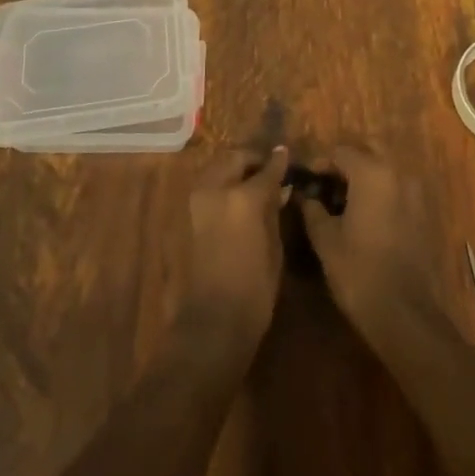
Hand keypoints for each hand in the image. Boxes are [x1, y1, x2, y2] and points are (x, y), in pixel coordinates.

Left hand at [183, 144, 288, 344]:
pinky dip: (222, 182)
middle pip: (235, 158)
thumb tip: (280, 188)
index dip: (279, 162)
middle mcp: (216, 189)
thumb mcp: (274, 248)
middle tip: (269, 168)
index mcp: (243, 198)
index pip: (266, 169)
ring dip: (235, 168)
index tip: (286, 154)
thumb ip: (274, 211)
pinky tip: (236, 196)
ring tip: (253, 181)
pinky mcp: (188, 214)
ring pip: (218, 168)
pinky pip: (208, 185)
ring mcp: (198, 200)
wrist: (212, 321)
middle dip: (252, 159)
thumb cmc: (255, 289)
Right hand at [297, 144, 439, 342]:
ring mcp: (416, 193)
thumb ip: (313, 209)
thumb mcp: (326, 239)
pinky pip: (398, 189)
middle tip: (325, 184)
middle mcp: (398, 173)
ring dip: (364, 176)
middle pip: (368, 151)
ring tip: (342, 201)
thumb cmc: (359, 271)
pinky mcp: (424, 213)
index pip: (340, 152)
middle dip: (345, 163)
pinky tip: (364, 216)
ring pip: (385, 169)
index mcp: (372, 173)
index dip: (319, 163)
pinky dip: (380, 192)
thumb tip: (305, 196)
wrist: (406, 314)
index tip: (306, 181)